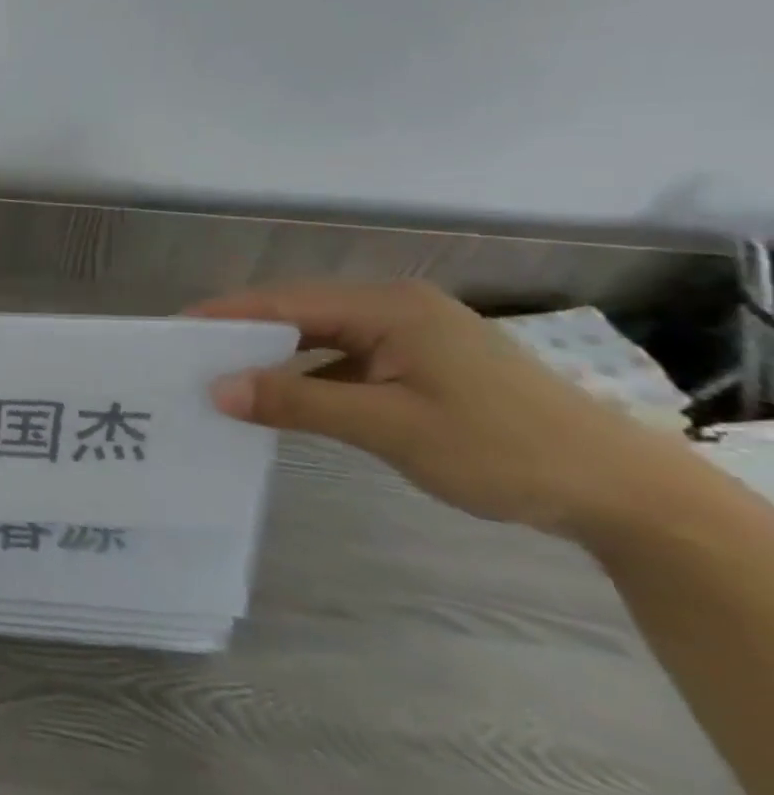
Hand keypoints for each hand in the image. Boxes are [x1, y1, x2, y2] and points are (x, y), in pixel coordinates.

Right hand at [188, 280, 699, 542]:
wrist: (620, 493)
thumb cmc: (502, 449)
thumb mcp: (390, 427)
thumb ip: (299, 402)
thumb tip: (217, 389)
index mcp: (388, 307)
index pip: (286, 301)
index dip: (226, 314)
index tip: (174, 330)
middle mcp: (395, 309)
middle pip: (299, 313)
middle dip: (243, 334)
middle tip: (188, 358)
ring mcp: (411, 337)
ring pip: (321, 337)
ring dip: (274, 357)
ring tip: (222, 377)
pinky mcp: (421, 365)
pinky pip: (345, 360)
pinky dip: (308, 376)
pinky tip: (283, 399)